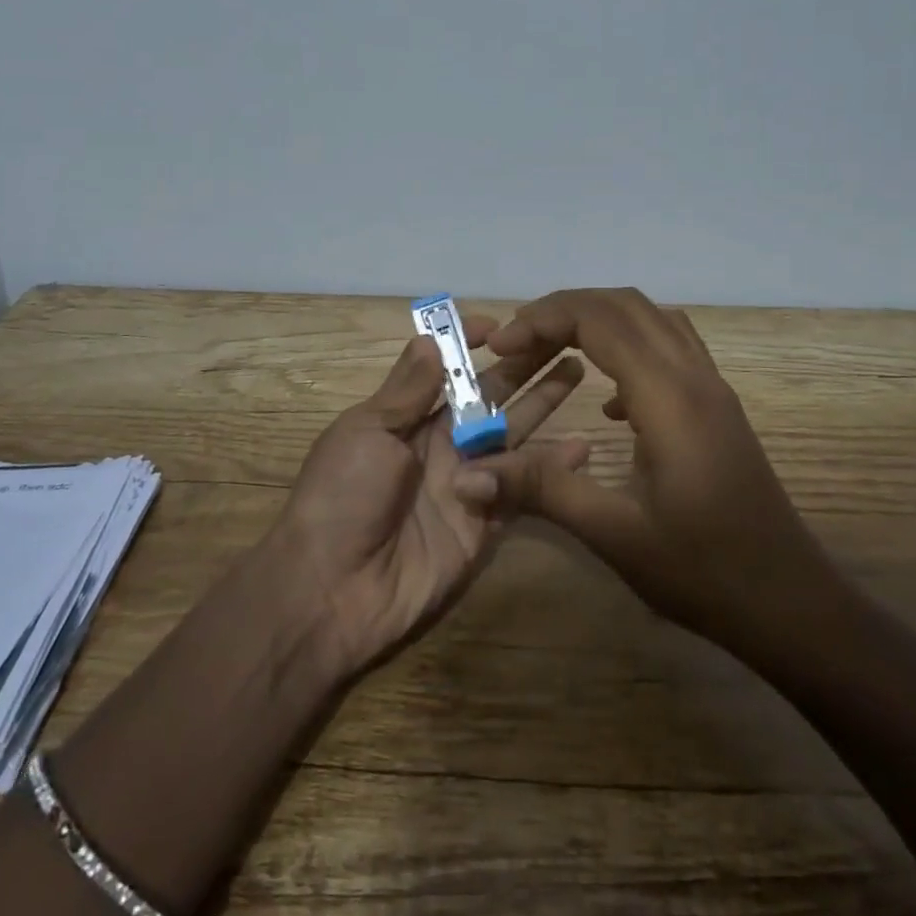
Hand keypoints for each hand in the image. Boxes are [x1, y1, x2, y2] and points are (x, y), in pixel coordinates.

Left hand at [272, 309, 589, 675]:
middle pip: (490, 396)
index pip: (448, 371)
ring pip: (514, 434)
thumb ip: (407, 389)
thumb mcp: (366, 431)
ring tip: (578, 370)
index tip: (501, 325)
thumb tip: (431, 337)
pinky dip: (552, 468)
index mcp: (409, 418)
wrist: (334, 591)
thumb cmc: (342, 495)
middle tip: (562, 337)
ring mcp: (469, 482)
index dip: (471, 346)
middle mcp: (442, 444)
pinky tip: (582, 446)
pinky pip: (524, 489)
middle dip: (523, 366)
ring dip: (544, 403)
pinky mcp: (487, 522)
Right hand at [474, 288, 840, 659]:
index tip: (499, 344)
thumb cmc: (705, 572)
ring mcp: (713, 387)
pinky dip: (627, 346)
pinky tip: (607, 400)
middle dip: (562, 310)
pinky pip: (670, 346)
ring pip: (651, 318)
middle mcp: (694, 375)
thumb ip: (541, 490)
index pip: (599, 319)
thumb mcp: (615, 534)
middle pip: (624, 304)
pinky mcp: (718, 406)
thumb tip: (467, 474)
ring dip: (598, 320)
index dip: (542, 319)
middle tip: (515, 343)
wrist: (791, 603)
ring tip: (551, 351)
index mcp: (669, 396)